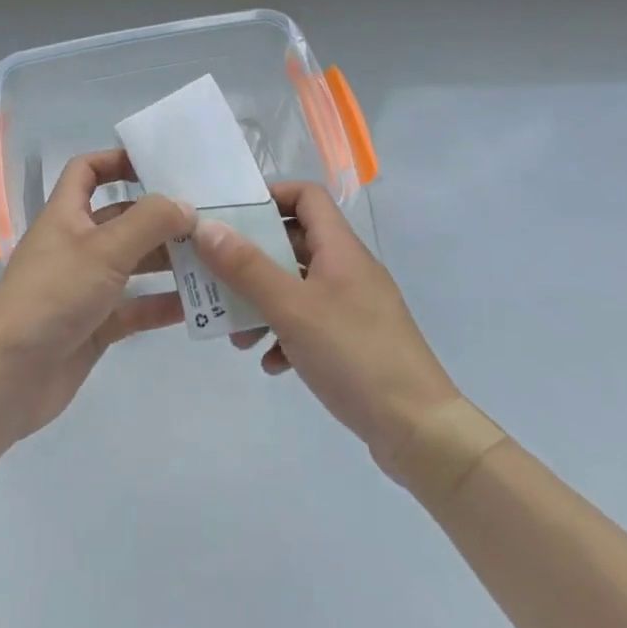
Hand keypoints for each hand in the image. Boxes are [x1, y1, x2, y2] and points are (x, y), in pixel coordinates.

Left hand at [0, 149, 191, 440]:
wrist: (8, 376)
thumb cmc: (53, 295)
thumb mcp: (104, 249)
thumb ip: (149, 222)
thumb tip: (186, 206)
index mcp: (67, 214)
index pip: (88, 171)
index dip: (117, 161)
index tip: (159, 166)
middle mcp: (77, 244)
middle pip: (123, 219)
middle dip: (160, 217)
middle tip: (207, 219)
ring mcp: (86, 287)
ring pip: (134, 264)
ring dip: (168, 261)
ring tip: (213, 259)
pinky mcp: (96, 325)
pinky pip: (136, 307)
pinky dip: (162, 304)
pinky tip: (199, 305)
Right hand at [193, 182, 460, 481]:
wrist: (420, 432)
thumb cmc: (354, 355)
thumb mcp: (292, 308)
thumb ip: (247, 267)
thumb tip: (206, 226)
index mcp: (340, 249)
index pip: (306, 196)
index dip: (270, 196)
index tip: (232, 217)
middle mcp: (348, 269)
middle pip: (295, 243)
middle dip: (253, 261)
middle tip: (217, 277)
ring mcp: (354, 307)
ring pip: (298, 288)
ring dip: (264, 304)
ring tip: (238, 335)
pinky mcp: (355, 342)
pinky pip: (310, 324)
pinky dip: (285, 335)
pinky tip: (270, 363)